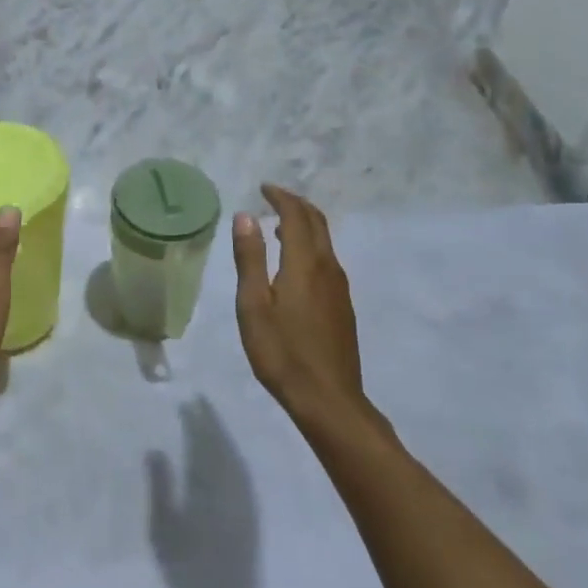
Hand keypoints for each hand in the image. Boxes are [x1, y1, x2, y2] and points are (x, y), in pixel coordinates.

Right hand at [231, 185, 365, 425]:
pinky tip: (294, 264)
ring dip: (304, 225)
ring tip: (278, 227)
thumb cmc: (282, 352)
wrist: (328, 399)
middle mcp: (328, 267)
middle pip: (317, 223)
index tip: (263, 188)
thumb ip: (250, 258)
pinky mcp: (343, 306)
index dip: (281, 197)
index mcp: (305, 263)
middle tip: (272, 199)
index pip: (296, 215)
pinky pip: (327, 260)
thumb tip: (245, 216)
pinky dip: (310, 246)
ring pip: (325, 242)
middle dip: (296, 205)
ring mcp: (339, 288)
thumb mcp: (254, 305)